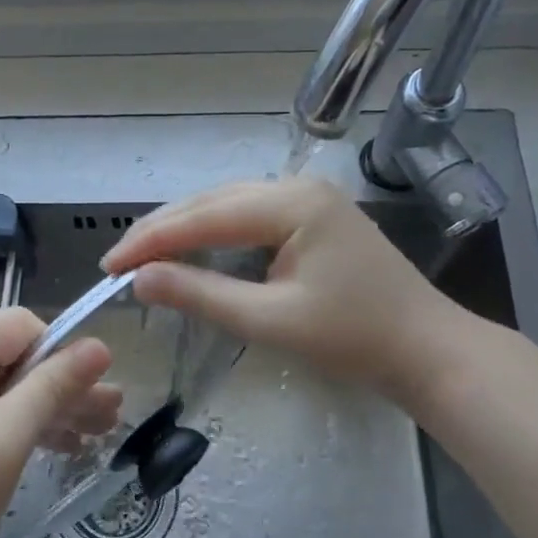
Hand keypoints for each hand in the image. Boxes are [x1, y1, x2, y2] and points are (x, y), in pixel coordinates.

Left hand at [0, 307, 119, 537]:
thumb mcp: (7, 441)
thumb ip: (53, 387)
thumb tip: (100, 346)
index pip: (22, 325)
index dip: (60, 357)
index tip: (88, 400)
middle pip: (9, 350)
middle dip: (57, 385)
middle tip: (107, 420)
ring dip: (37, 403)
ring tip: (88, 436)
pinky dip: (4, 414)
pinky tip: (45, 441)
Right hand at [102, 177, 474, 405]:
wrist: (427, 350)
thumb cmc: (354, 339)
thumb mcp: (271, 320)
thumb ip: (202, 295)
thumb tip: (140, 281)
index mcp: (291, 203)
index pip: (203, 215)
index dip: (151, 240)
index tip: (109, 266)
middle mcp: (296, 187)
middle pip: (211, 202)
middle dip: (162, 231)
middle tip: (118, 262)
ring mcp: (306, 199)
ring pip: (226, 205)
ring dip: (184, 229)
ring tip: (144, 256)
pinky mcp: (311, 217)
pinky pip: (247, 216)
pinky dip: (211, 233)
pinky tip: (190, 250)